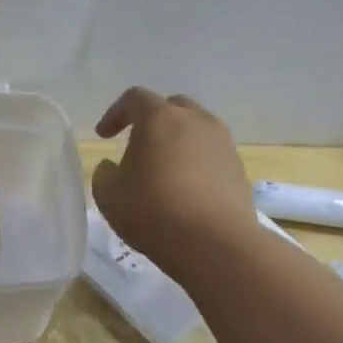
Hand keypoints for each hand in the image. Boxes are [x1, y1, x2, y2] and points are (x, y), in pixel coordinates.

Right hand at [91, 88, 257, 281]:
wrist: (215, 243)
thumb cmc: (153, 211)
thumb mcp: (108, 194)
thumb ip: (104, 173)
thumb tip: (113, 167)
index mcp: (160, 118)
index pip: (134, 99)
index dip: (115, 114)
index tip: (104, 136)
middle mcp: (196, 120)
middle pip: (172, 107)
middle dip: (151, 121)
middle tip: (137, 146)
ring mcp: (223, 143)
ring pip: (196, 129)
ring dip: (177, 141)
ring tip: (163, 169)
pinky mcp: (238, 168)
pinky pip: (211, 154)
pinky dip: (195, 162)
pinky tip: (185, 190)